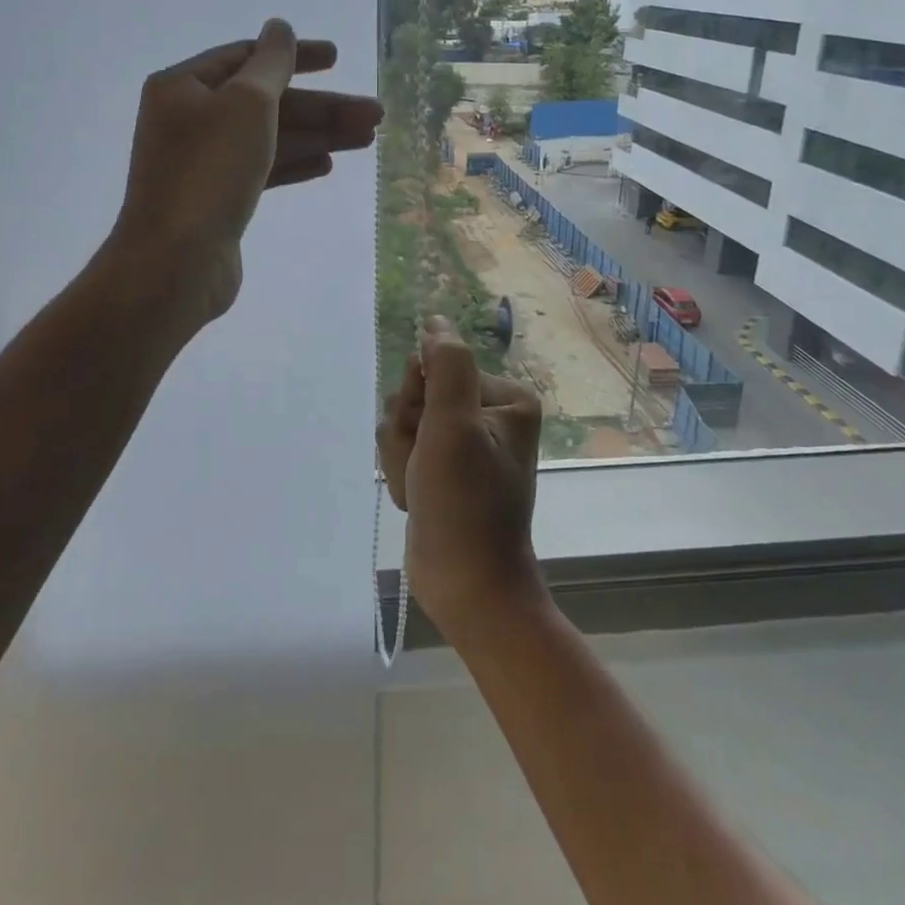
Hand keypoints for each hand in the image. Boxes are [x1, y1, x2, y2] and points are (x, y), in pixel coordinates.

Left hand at [112, 19, 381, 323]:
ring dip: (317, 136)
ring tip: (367, 138)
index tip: (338, 59)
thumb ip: (271, 63)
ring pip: (269, 139)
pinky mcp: (217, 199)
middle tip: (375, 115)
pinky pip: (261, 170)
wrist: (176, 261)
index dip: (296, 56)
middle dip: (321, 108)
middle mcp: (190, 120)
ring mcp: (203, 163)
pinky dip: (293, 164)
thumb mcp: (247, 103)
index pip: (247, 58)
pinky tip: (326, 165)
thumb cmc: (210, 171)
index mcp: (184, 87)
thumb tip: (280, 28)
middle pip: (266, 103)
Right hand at [378, 317, 545, 639]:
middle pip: (416, 395)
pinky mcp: (444, 468)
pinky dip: (401, 474)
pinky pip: (404, 449)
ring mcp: (464, 443)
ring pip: (403, 424)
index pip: (434, 367)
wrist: (467, 584)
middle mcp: (487, 414)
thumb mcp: (453, 425)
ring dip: (400, 458)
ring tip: (420, 489)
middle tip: (425, 469)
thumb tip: (435, 320)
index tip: (429, 436)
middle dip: (407, 434)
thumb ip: (444, 365)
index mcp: (505, 398)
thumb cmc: (464, 503)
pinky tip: (416, 499)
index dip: (419, 402)